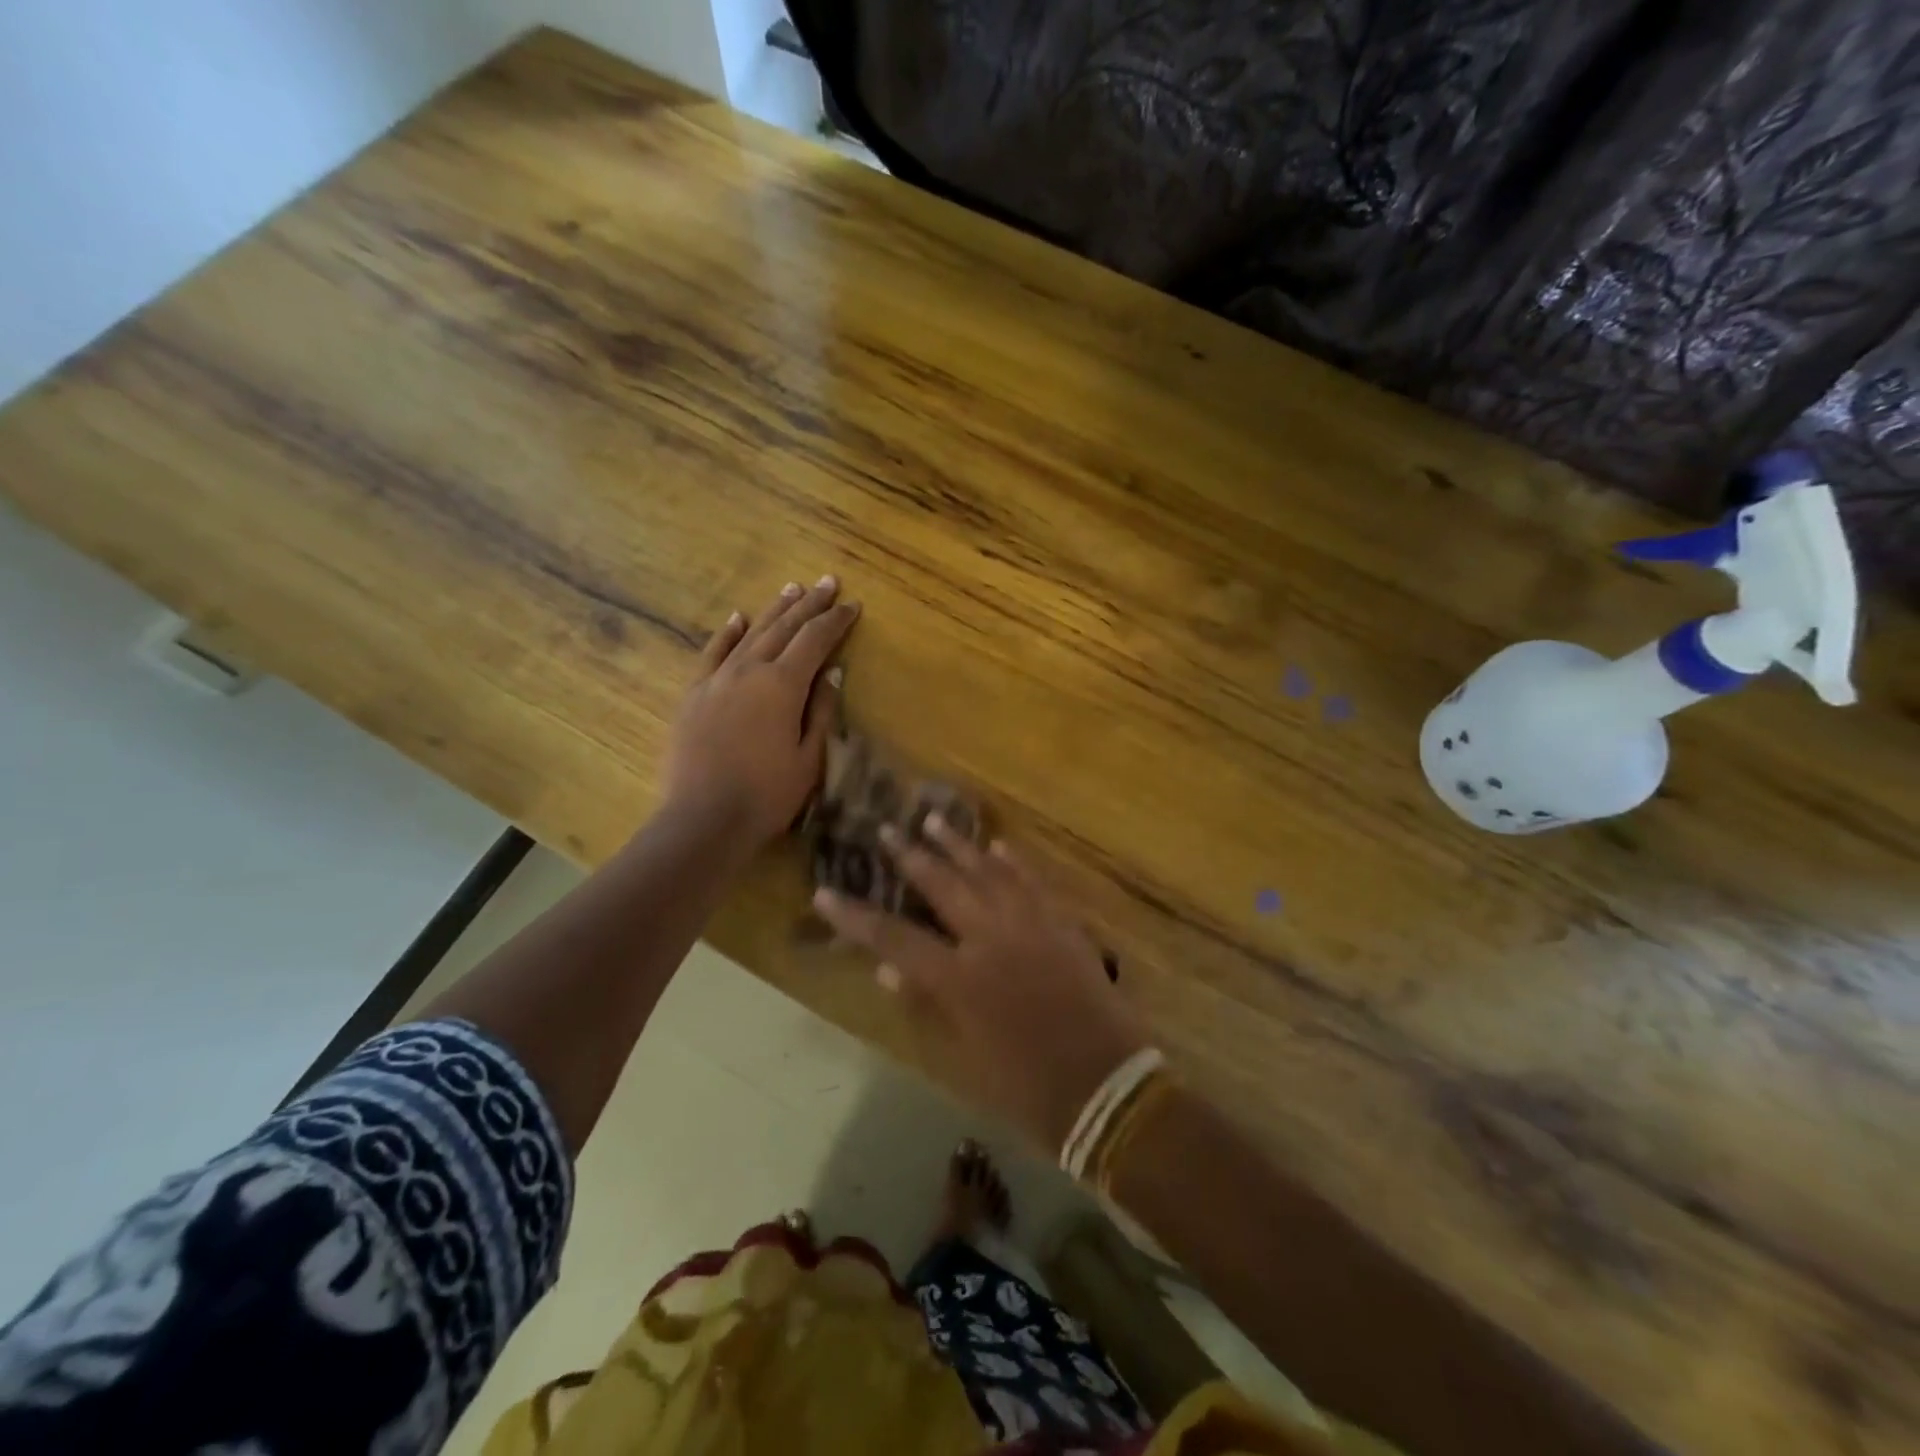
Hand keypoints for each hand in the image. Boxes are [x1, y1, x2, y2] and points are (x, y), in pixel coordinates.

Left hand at [664, 576, 859, 850]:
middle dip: (809, 604)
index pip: (815, 640)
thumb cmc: (767, 795)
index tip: (853, 605)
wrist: (703, 819)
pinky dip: (728, 633)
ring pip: (750, 633)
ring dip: (774, 609)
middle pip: (783, 627)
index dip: (836, 621)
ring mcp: (717, 679)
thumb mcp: (809, 758)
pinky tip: (738, 617)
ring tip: (792, 588)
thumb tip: (832, 672)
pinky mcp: (693, 694)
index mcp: (782, 685)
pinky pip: (712, 653)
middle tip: (828, 583)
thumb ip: (822, 710)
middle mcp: (749, 670)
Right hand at [813, 818, 1150, 1153]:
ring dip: (959, 845)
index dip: (855, 918)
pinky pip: (1033, 883)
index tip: (824, 893)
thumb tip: (888, 970)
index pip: (895, 938)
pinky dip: (1013, 862)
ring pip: (989, 873)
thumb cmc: (1027, 1088)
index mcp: (961, 980)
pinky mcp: (1063, 925)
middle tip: (887, 829)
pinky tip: (997, 845)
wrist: (1107, 1087)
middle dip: (911, 857)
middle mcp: (992, 940)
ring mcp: (1031, 926)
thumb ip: (928, 1005)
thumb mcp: (966, 1056)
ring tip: (934, 820)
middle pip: (943, 887)